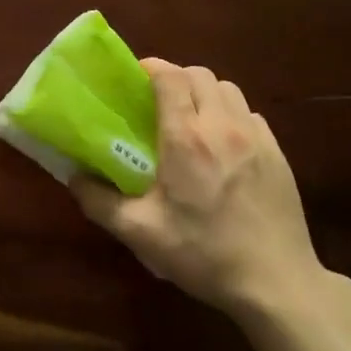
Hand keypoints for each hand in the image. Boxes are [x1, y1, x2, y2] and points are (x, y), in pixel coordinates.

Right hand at [70, 59, 326, 323]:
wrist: (276, 283)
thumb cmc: (203, 253)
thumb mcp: (141, 233)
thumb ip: (100, 201)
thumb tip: (73, 177)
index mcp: (186, 138)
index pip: (170, 76)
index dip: (151, 68)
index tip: (135, 78)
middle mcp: (222, 126)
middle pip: (199, 75)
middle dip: (176, 78)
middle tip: (159, 101)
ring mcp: (255, 138)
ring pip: (228, 89)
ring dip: (206, 93)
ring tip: (192, 118)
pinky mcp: (278, 153)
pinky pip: (250, 115)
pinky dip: (232, 116)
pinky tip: (224, 145)